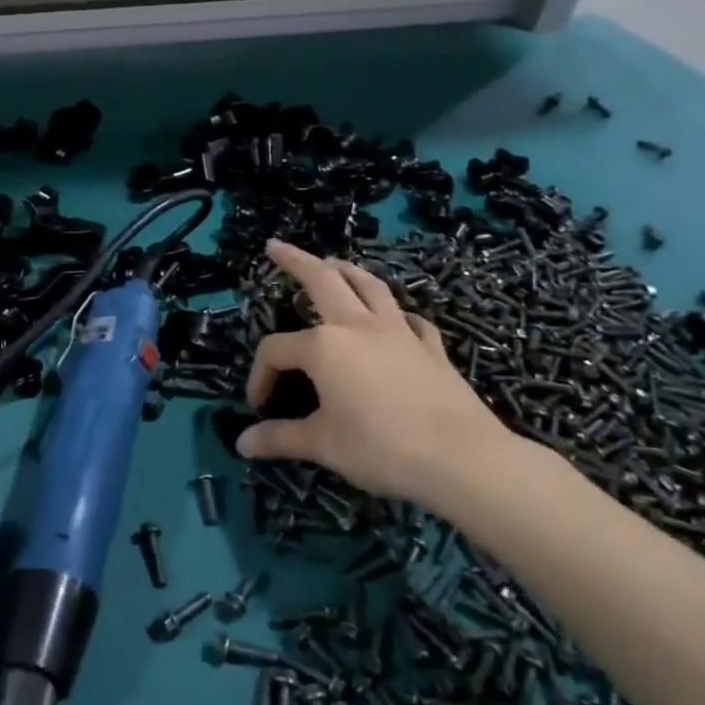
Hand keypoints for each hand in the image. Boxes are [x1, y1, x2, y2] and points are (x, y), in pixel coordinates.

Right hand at [240, 239, 513, 503]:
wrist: (461, 458)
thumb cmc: (381, 447)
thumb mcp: (322, 445)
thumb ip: (280, 438)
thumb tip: (243, 443)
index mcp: (324, 346)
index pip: (276, 350)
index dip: (260, 375)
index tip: (260, 408)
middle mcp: (358, 326)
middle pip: (323, 280)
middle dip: (296, 260)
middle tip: (276, 246)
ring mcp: (399, 332)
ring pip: (369, 286)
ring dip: (347, 270)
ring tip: (333, 263)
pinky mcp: (431, 348)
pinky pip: (409, 319)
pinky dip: (396, 313)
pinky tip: (396, 320)